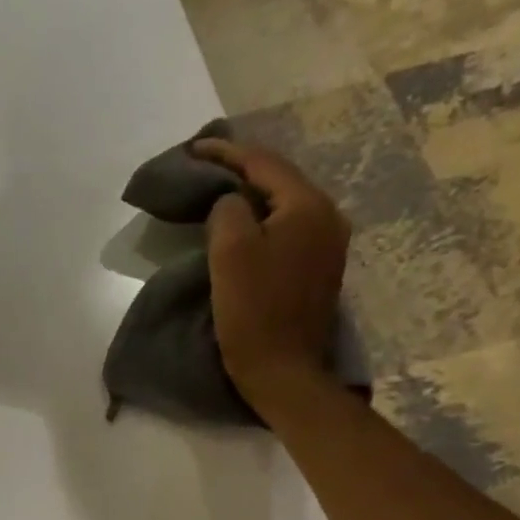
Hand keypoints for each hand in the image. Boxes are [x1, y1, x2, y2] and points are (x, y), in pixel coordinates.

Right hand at [194, 139, 352, 407]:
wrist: (283, 370)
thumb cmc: (253, 312)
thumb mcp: (230, 254)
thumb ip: (227, 212)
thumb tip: (230, 203)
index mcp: (307, 206)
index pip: (263, 164)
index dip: (225, 153)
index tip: (192, 149)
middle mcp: (327, 216)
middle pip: (279, 180)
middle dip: (240, 169)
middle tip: (204, 166)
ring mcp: (327, 244)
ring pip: (284, 204)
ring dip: (251, 195)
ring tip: (219, 192)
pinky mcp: (318, 269)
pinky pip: (287, 228)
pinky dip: (261, 219)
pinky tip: (242, 226)